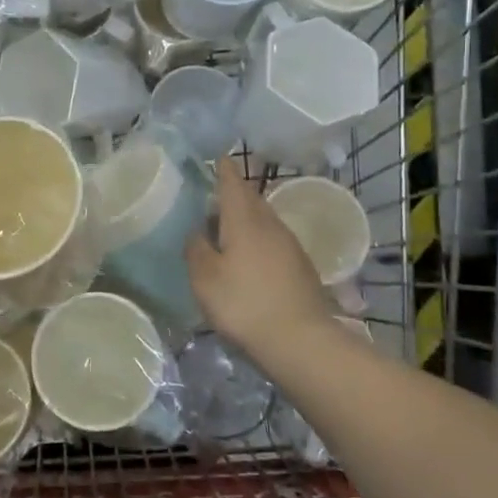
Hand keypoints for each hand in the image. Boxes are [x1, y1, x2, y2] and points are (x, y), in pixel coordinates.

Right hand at [186, 157, 337, 357]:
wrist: (300, 340)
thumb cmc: (244, 304)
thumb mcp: (205, 278)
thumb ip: (197, 249)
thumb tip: (197, 231)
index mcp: (244, 220)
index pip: (232, 184)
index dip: (224, 169)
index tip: (218, 157)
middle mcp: (270, 224)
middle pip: (251, 199)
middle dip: (235, 192)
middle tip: (214, 194)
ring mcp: (290, 245)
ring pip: (264, 220)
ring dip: (247, 217)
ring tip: (227, 227)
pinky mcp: (301, 266)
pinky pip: (274, 240)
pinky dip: (258, 239)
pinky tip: (249, 256)